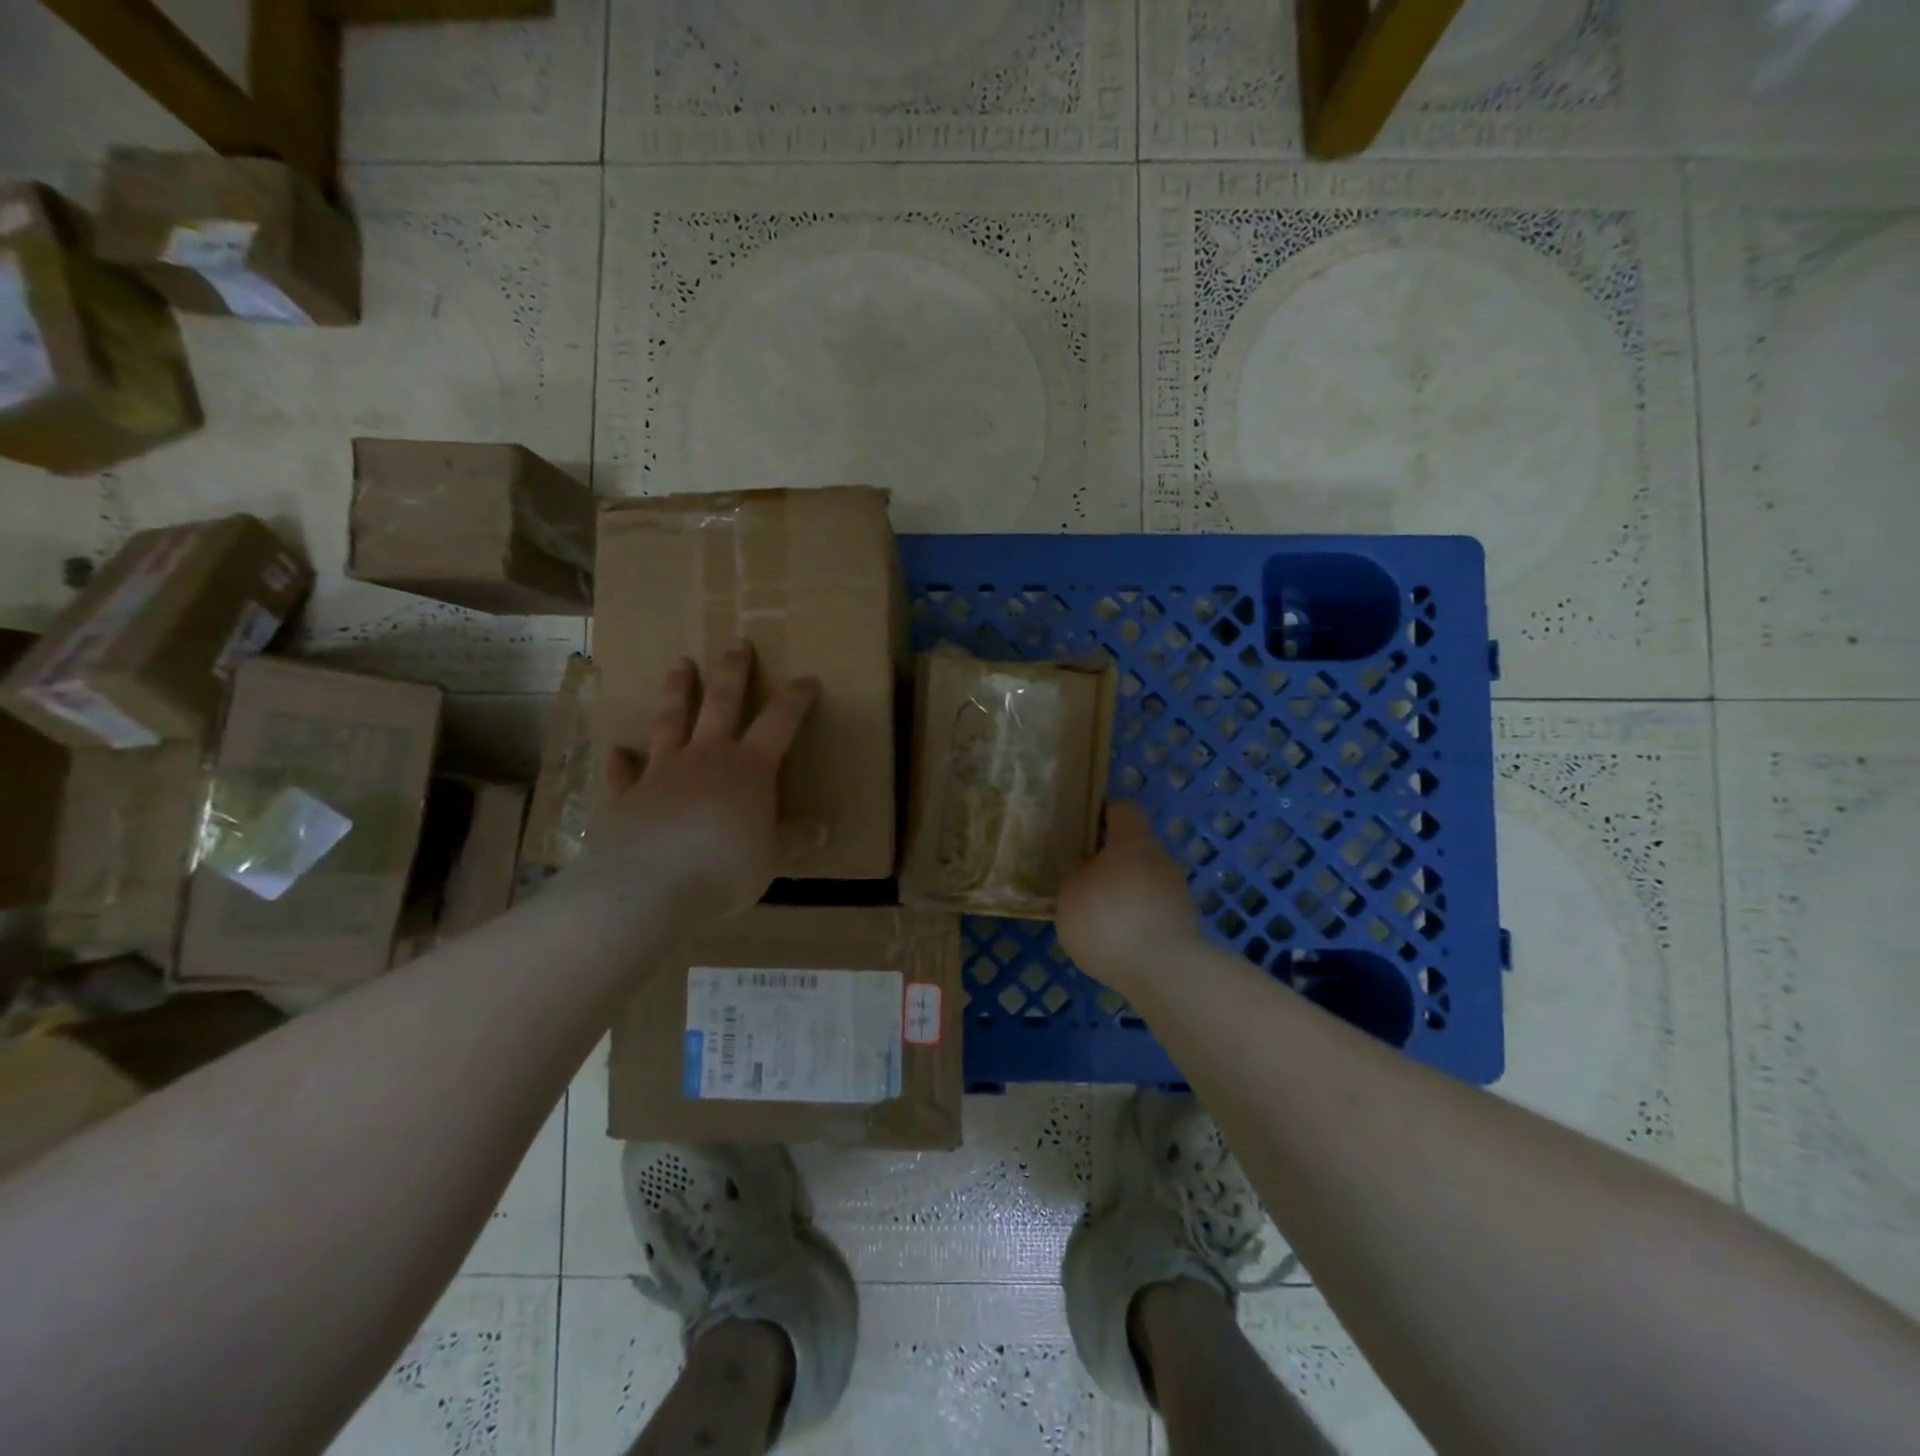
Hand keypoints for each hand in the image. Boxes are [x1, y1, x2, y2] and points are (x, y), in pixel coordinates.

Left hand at [579, 644, 824, 924]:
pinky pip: (624, 771)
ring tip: (678, 664)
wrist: (650, 886)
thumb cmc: (725, 867)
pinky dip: (622, 760)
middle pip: (721, 703)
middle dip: (732, 672)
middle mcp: (706, 757)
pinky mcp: (627, 795)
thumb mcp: (772, 857)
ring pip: (671, 720)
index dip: (796, 699)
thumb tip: (822, 827)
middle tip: (736, 644)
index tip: (808, 680)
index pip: (780, 721)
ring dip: (676, 690)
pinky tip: (618, 750)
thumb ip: (794, 838)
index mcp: (749, 767)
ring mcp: (662, 771)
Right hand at [1055, 802, 1205, 998]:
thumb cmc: (1109, 922)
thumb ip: (1077, 880)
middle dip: (1110, 861)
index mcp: (1132, 842)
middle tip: (1082, 879)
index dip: (1101, 815)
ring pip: (1144, 882)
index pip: (1121, 810)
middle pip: (1134, 848)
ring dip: (1124, 894)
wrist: (1166, 974)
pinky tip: (1117, 943)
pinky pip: (1153, 912)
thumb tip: (1087, 878)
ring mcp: (1177, 893)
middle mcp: (1160, 859)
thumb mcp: (1070, 897)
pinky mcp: (1184, 925)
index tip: (1081, 831)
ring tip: (1097, 919)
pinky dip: (1136, 921)